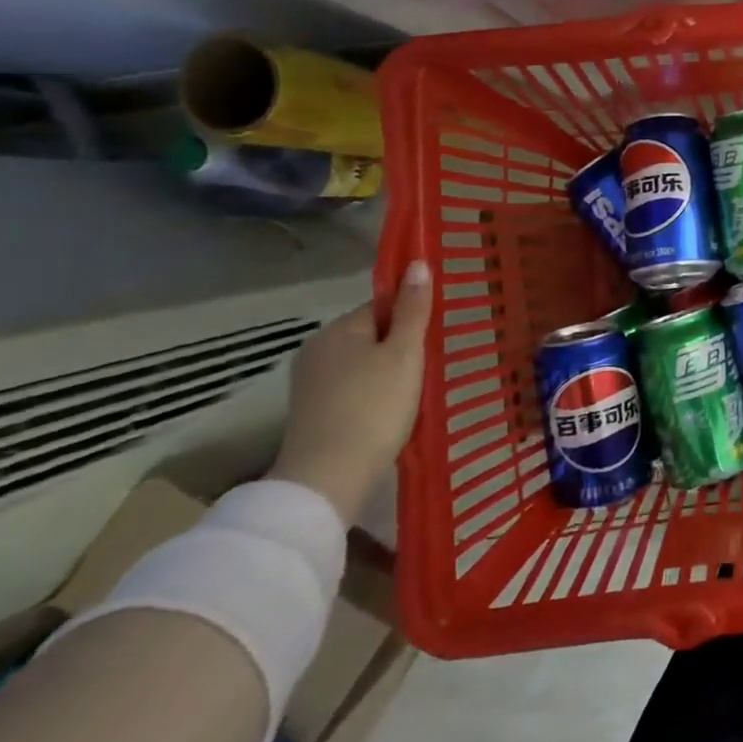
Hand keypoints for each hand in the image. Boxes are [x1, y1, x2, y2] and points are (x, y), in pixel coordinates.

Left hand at [270, 260, 432, 522]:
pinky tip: (390, 414)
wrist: (329, 477)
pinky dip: (373, 396)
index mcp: (338, 329)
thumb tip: (418, 264)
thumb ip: (413, 309)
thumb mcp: (405, 353)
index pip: (382, 306)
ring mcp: (310, 384)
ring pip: (362, 364)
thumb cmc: (374, 406)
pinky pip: (352, 389)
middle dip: (400, 348)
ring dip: (388, 373)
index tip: (432, 340)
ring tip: (413, 394)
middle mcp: (317, 349)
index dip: (411, 319)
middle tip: (429, 369)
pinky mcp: (312, 413)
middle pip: (371, 335)